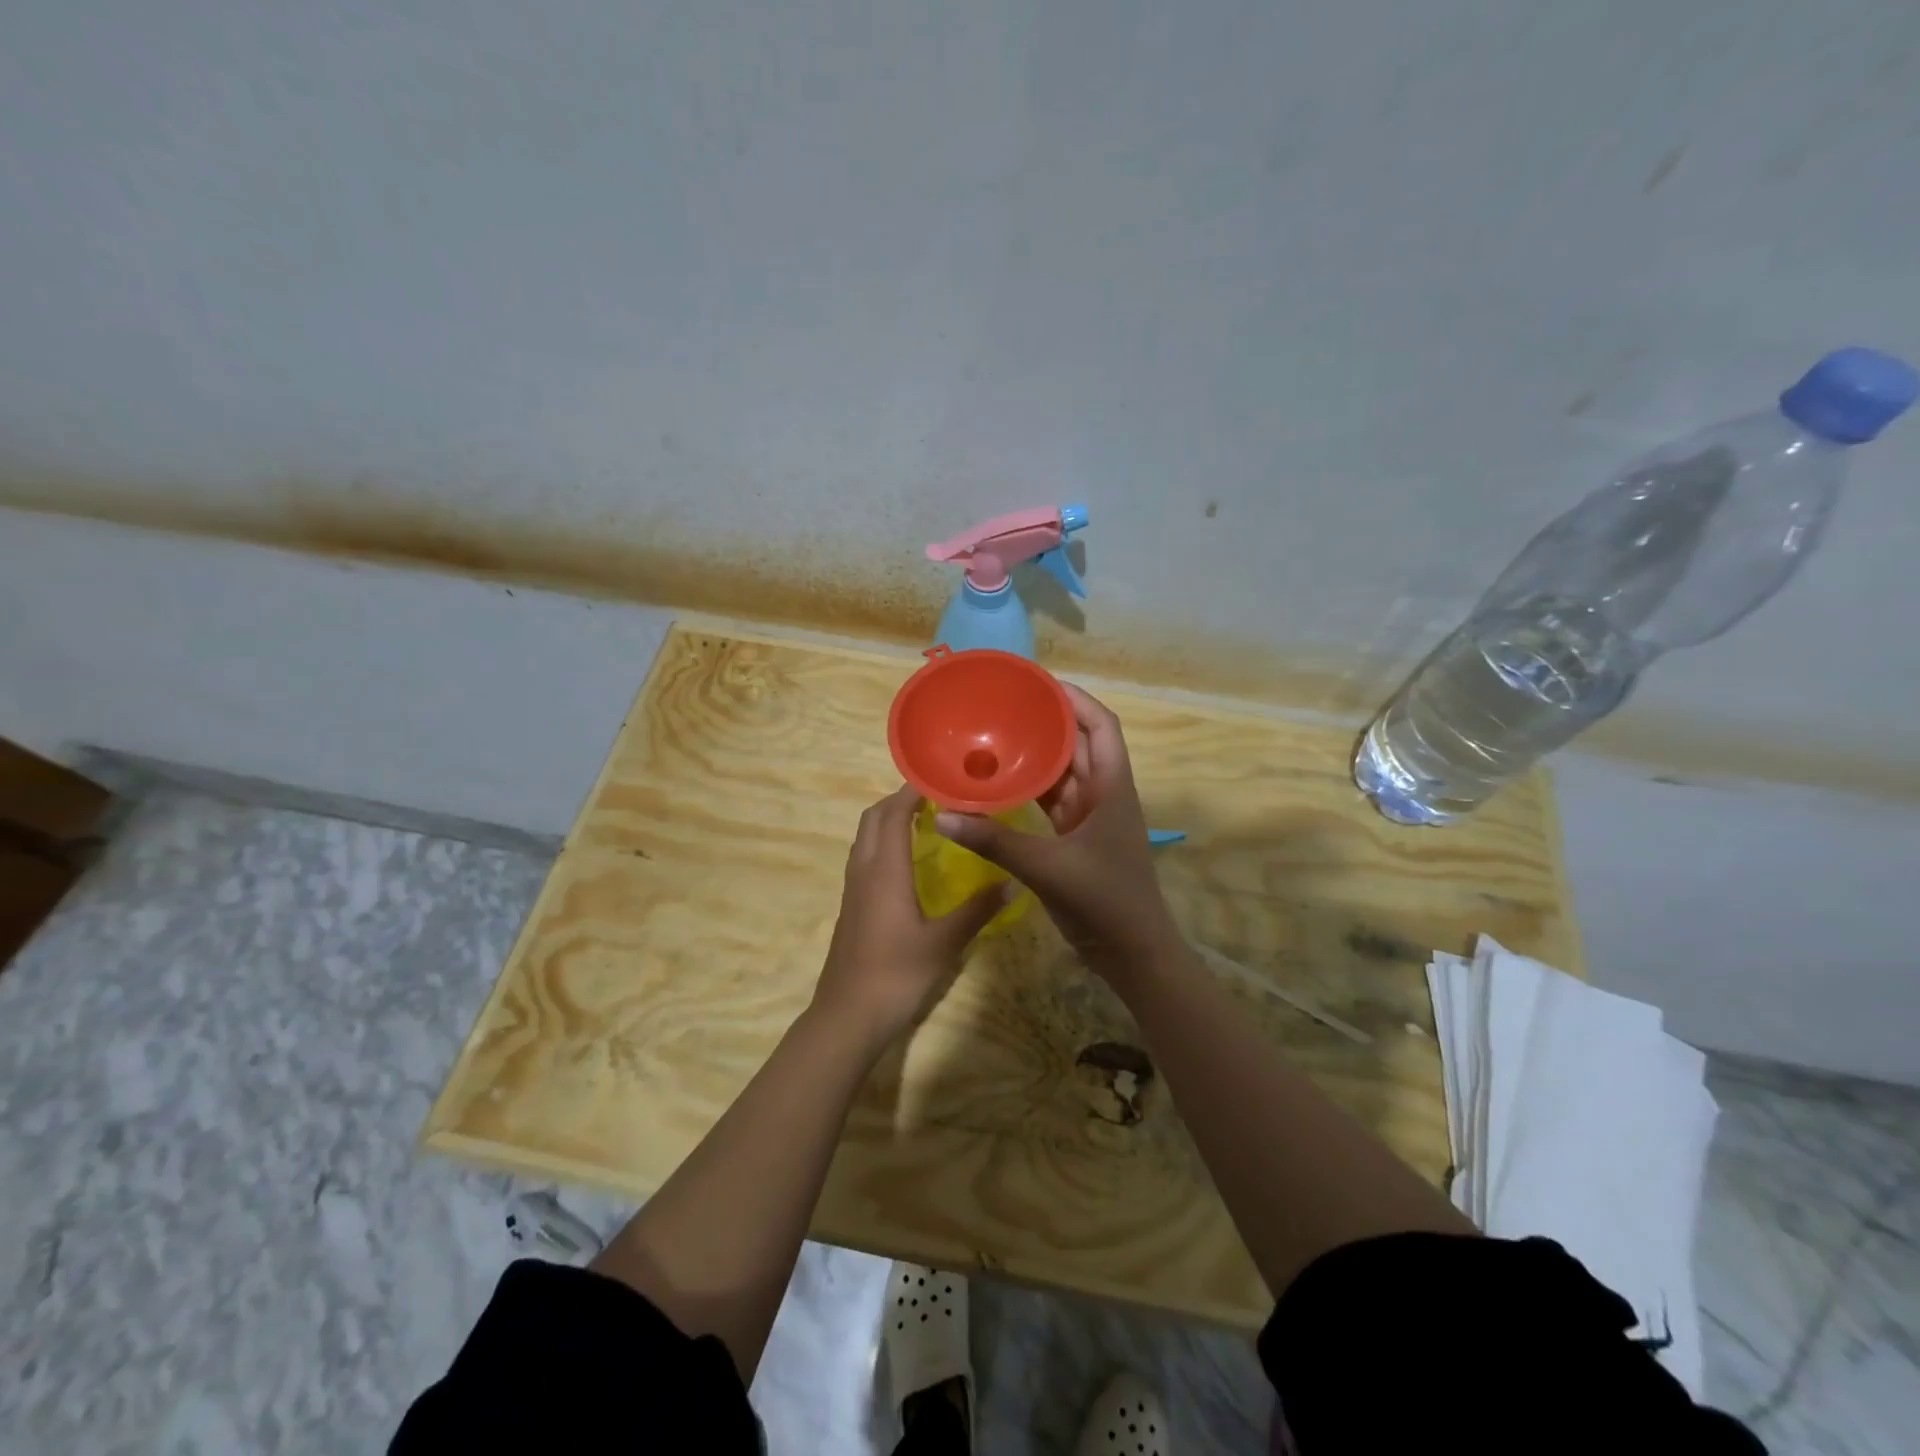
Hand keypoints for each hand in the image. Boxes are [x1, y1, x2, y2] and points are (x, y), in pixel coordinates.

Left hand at [811, 785, 1008, 1055]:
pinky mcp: (852, 906)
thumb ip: (977, 910)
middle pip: (873, 819)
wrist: (847, 1017)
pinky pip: (865, 857)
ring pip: (865, 838)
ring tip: (925, 820)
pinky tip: (908, 862)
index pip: (892, 814)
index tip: (940, 778)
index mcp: (884, 870)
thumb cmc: (896, 975)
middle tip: (936, 797)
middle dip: (898, 800)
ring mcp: (854, 888)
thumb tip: (1014, 881)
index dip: (911, 791)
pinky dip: (883, 843)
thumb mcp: (944, 942)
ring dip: (888, 820)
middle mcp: (864, 870)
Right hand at [933, 684, 1179, 977]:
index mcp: (1111, 787)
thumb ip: (996, 842)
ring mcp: (1090, 819)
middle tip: (1004, 707)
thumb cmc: (1104, 902)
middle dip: (1047, 723)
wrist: (1134, 955)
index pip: (1101, 726)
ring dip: (1035, 757)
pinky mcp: (1076, 840)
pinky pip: (1051, 803)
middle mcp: (1103, 794)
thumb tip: (945, 817)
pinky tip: (999, 785)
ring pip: (1062, 774)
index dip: (1076, 700)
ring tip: (996, 736)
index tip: (1038, 685)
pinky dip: (1029, 791)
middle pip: (1078, 745)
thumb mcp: (1048, 868)